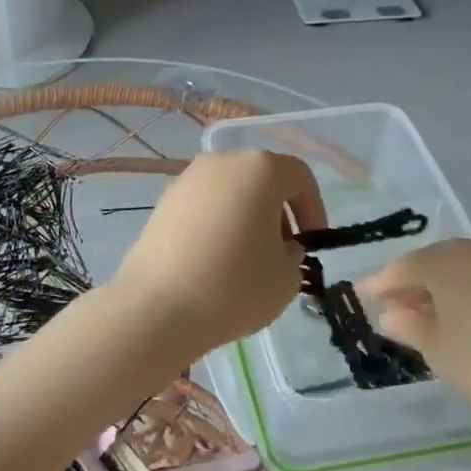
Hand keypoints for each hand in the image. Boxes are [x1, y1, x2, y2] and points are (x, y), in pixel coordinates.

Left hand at [111, 151, 325, 357]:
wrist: (156, 307)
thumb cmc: (233, 286)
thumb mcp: (286, 278)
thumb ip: (293, 255)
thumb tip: (279, 247)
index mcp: (260, 169)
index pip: (300, 177)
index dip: (314, 209)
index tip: (312, 244)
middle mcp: (221, 162)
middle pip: (262, 180)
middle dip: (279, 213)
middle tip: (282, 253)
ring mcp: (187, 180)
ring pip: (231, 192)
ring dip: (247, 218)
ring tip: (247, 261)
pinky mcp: (162, 202)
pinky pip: (203, 207)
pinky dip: (217, 225)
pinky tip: (214, 262)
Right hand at [358, 239, 470, 432]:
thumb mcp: (436, 348)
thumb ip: (407, 325)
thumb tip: (389, 314)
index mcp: (448, 259)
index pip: (403, 267)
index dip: (380, 283)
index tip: (360, 295)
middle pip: (433, 263)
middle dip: (409, 284)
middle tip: (389, 306)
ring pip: (460, 270)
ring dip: (438, 289)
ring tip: (422, 315)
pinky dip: (465, 294)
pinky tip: (459, 318)